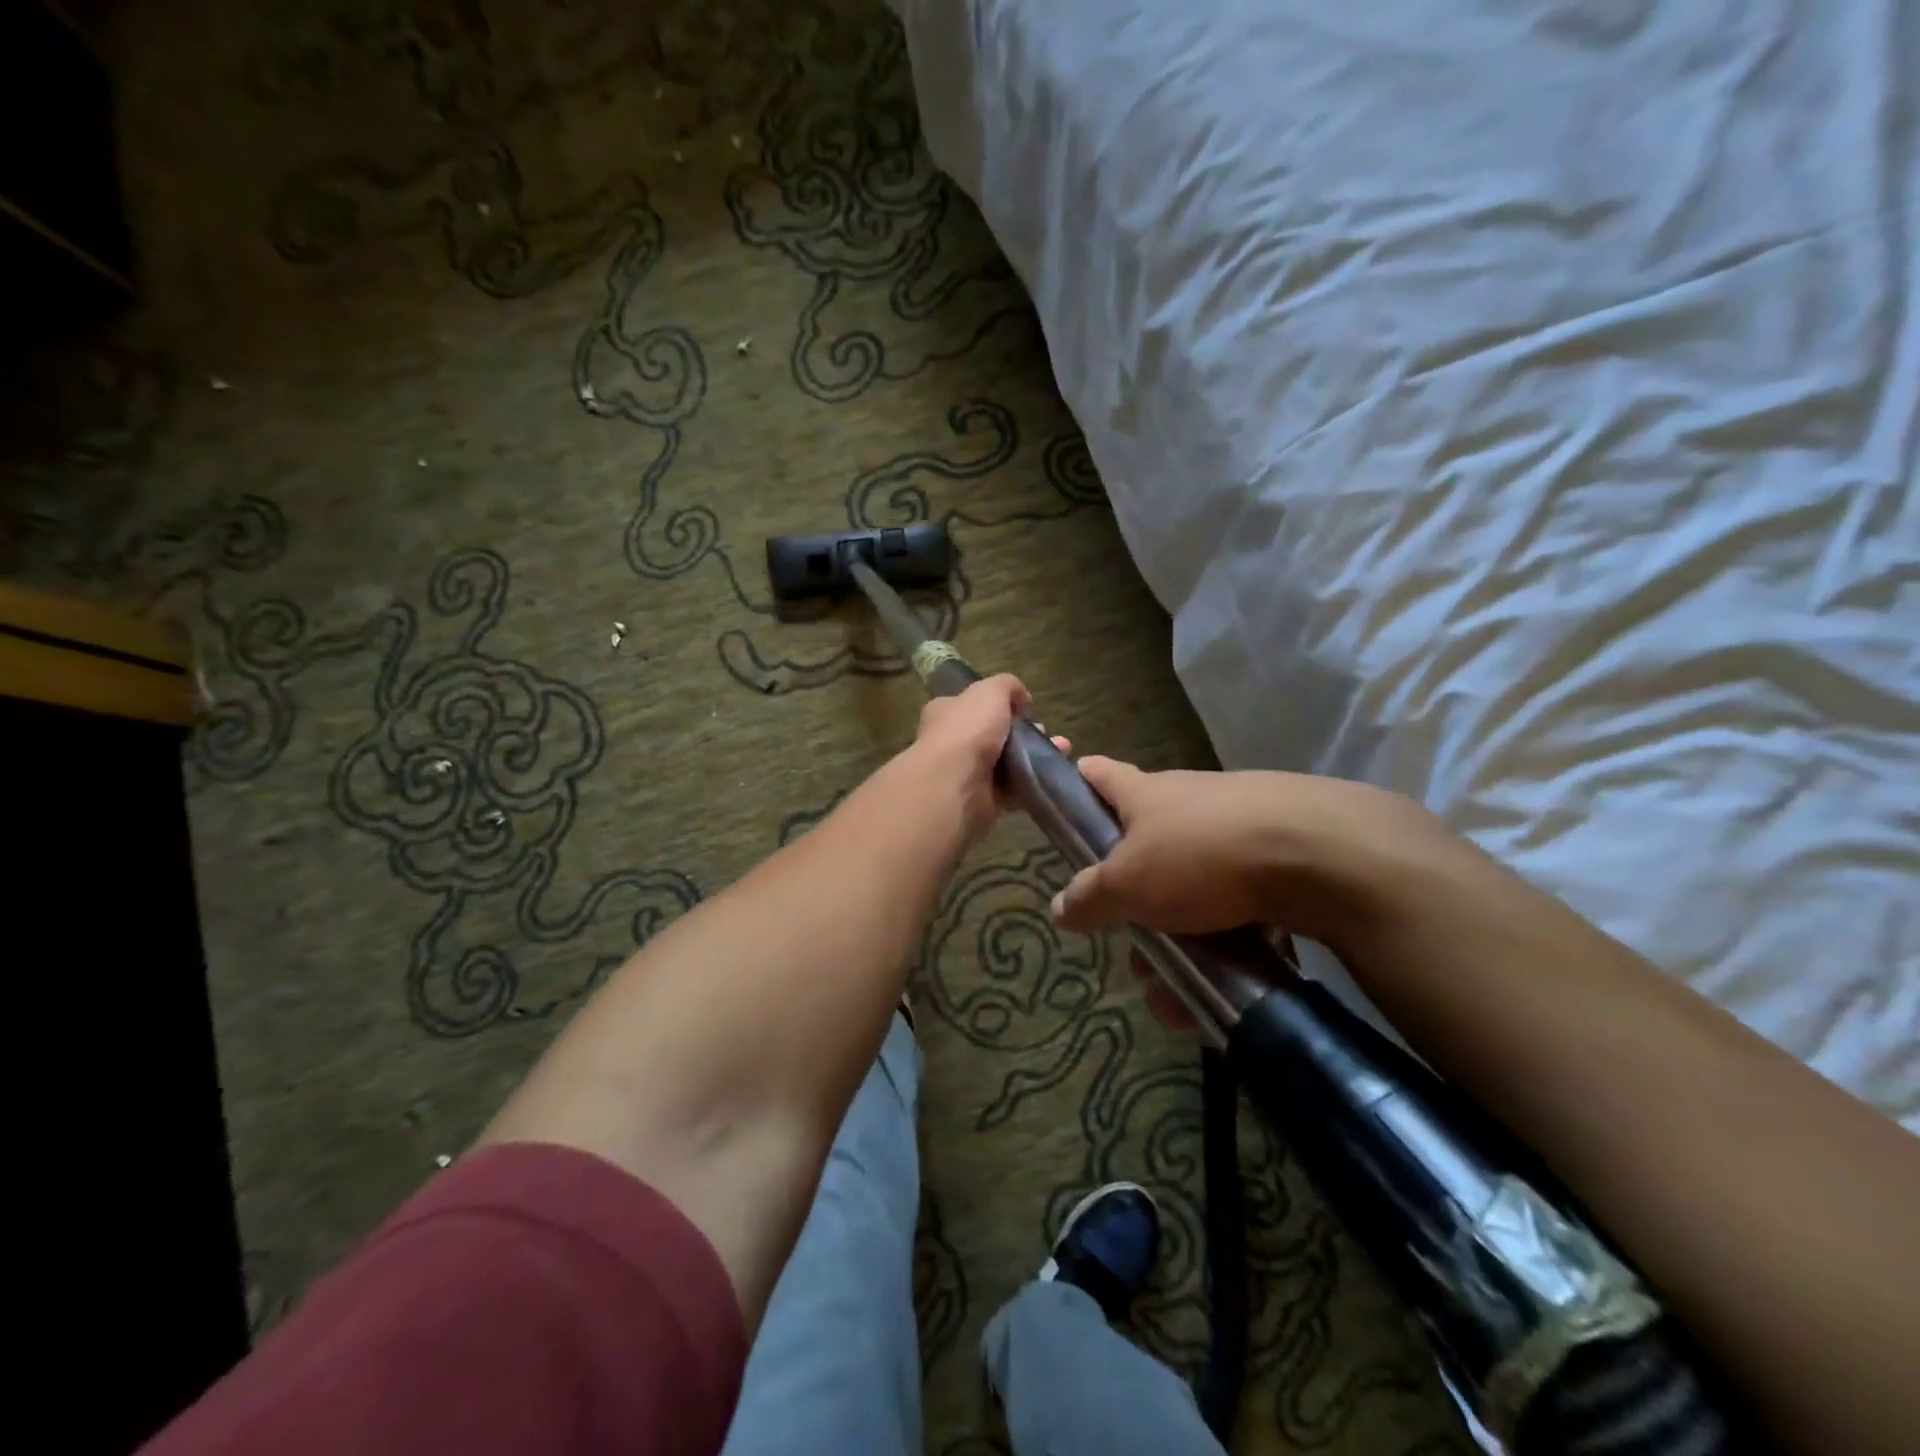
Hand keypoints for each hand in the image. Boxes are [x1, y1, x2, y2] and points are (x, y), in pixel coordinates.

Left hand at [910, 674, 1067, 840]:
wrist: (955, 785)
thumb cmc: (967, 730)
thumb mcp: (990, 692)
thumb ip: (1006, 686)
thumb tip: (1021, 697)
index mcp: (947, 713)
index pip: (972, 704)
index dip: (999, 704)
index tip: (1025, 708)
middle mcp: (953, 742)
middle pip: (993, 734)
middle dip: (1022, 732)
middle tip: (1045, 732)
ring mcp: (967, 773)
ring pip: (1006, 762)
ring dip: (1033, 756)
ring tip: (1061, 750)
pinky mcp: (982, 800)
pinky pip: (1012, 789)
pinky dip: (1031, 782)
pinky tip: (1052, 773)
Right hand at [1048, 757, 1445, 948]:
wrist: (1321, 854)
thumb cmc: (1203, 855)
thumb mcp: (1129, 882)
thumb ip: (1090, 896)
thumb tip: (1059, 907)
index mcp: (1146, 794)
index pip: (1099, 774)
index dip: (1077, 785)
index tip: (1065, 809)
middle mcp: (1188, 803)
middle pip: (1145, 852)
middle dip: (1134, 910)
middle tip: (1137, 957)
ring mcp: (1235, 831)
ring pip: (1190, 892)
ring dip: (1178, 943)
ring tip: (1180, 995)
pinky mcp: (1278, 862)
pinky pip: (1237, 908)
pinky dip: (1227, 944)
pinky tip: (1229, 984)